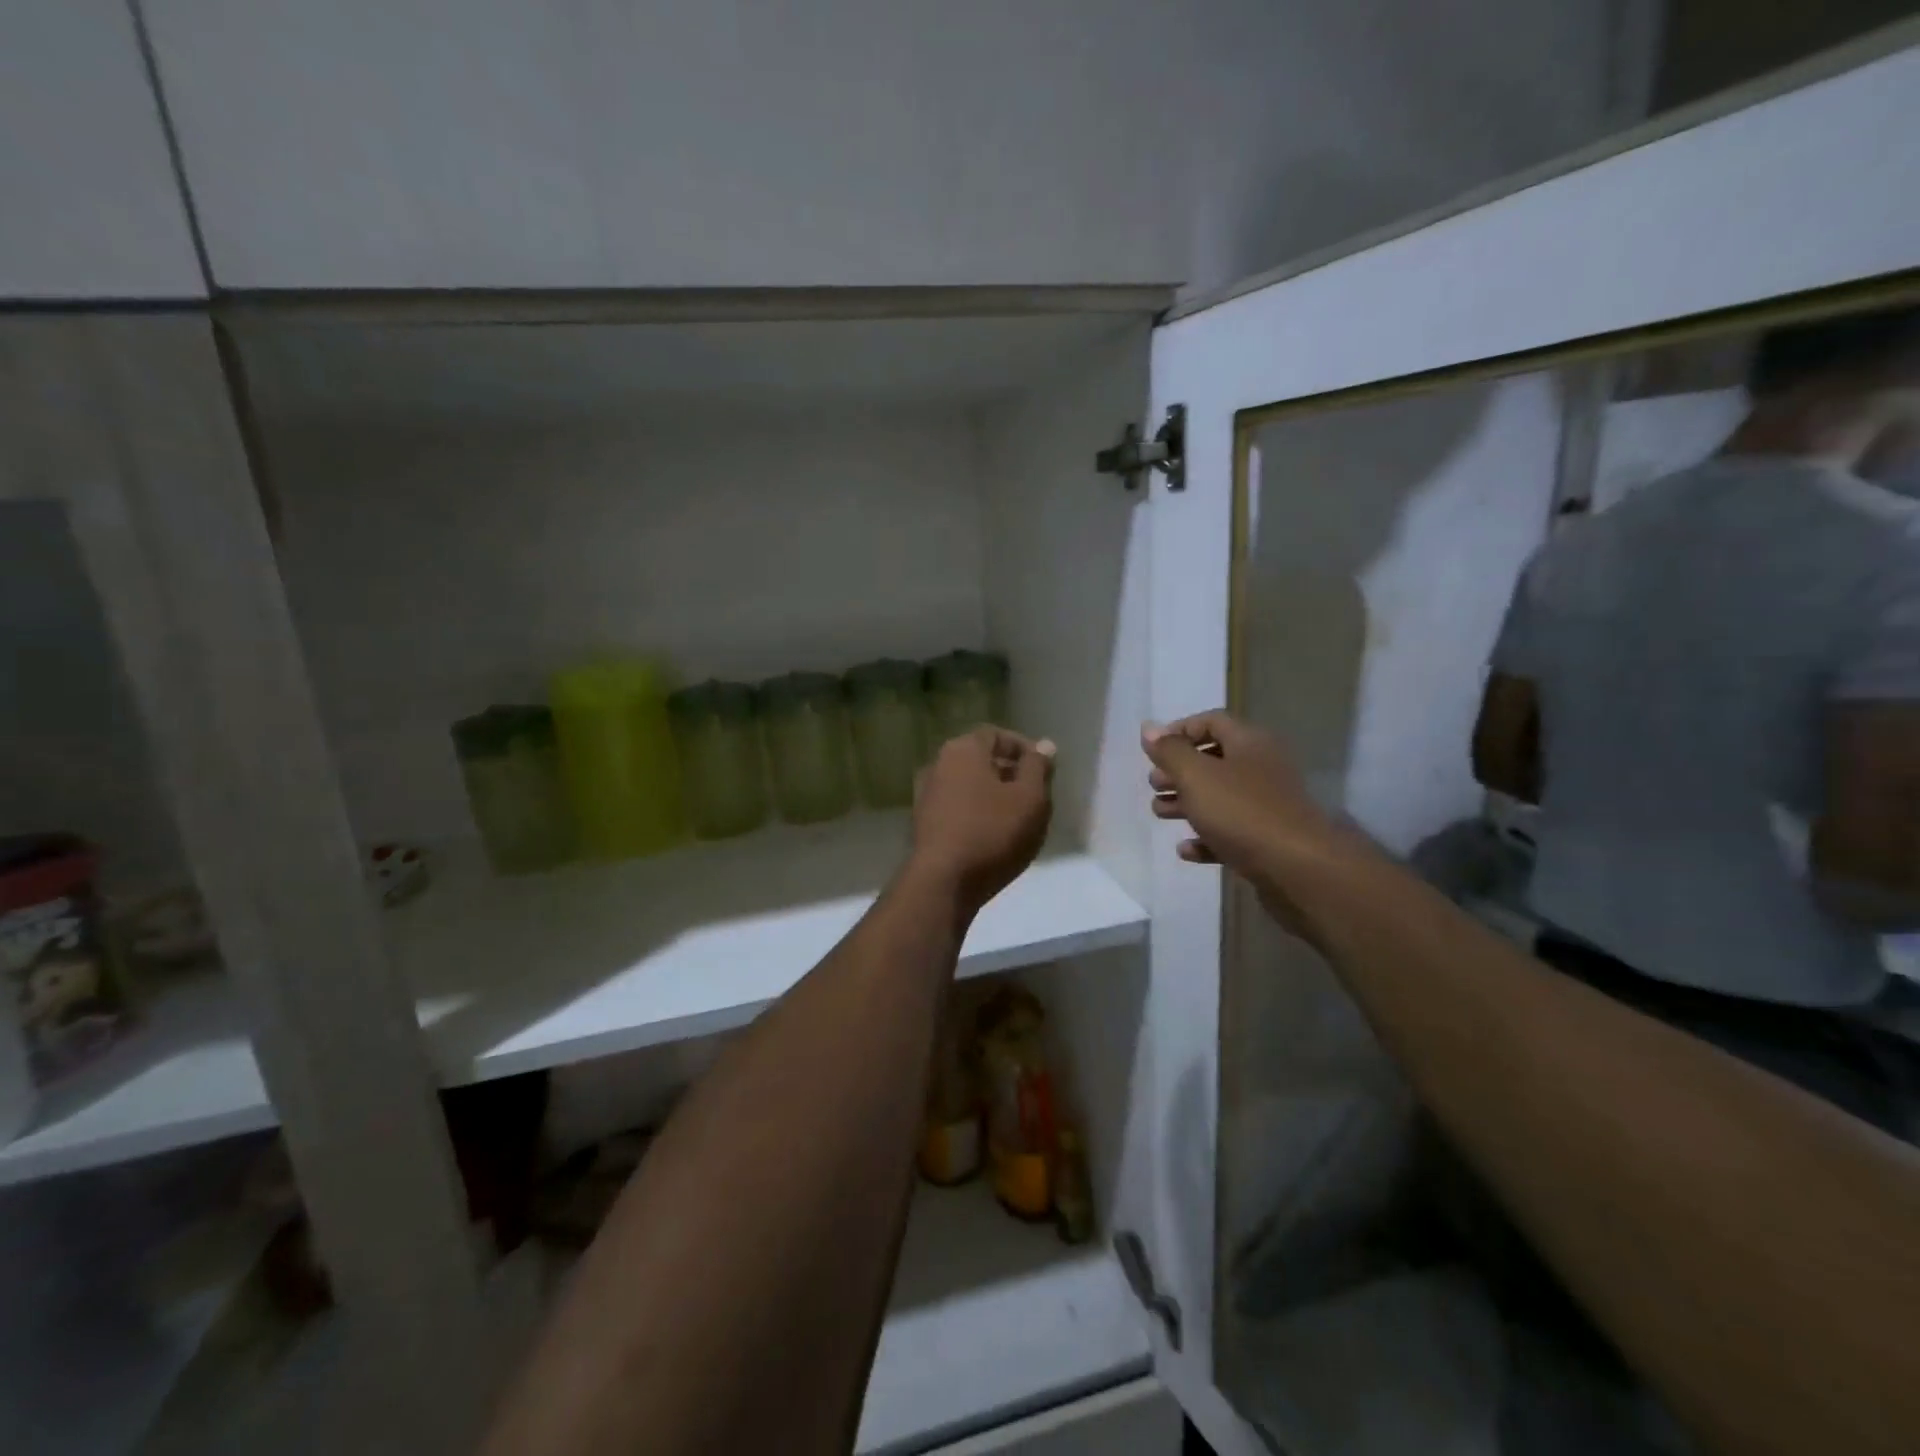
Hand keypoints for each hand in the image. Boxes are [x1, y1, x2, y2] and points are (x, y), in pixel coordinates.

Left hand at [910, 726, 1055, 916]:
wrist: (943, 882)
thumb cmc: (992, 832)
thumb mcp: (1030, 798)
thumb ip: (1038, 767)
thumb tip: (1044, 745)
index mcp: (962, 749)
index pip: (996, 735)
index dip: (1023, 748)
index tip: (1044, 770)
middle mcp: (938, 764)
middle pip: (980, 759)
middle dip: (1010, 773)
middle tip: (1035, 796)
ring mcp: (926, 794)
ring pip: (968, 785)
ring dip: (993, 796)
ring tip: (1018, 819)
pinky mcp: (923, 823)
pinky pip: (957, 807)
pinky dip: (977, 813)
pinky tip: (994, 836)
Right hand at [1143, 712, 1346, 928]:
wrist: (1299, 869)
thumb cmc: (1242, 812)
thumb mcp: (1196, 776)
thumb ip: (1170, 752)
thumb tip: (1149, 728)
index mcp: (1250, 743)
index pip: (1212, 722)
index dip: (1179, 731)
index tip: (1152, 750)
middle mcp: (1262, 768)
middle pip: (1214, 760)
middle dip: (1179, 771)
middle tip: (1154, 785)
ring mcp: (1268, 806)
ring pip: (1220, 797)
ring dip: (1187, 803)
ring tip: (1159, 813)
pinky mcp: (1268, 841)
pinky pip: (1231, 832)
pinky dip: (1206, 837)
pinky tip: (1186, 850)